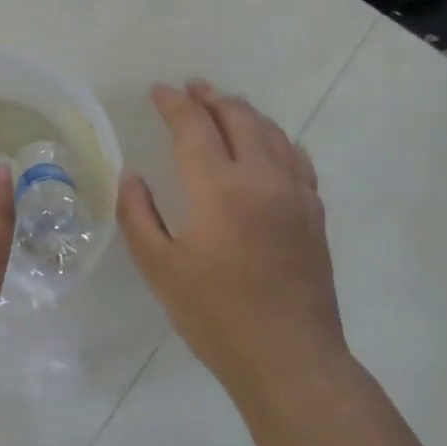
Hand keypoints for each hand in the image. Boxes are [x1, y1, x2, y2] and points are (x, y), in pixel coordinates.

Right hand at [118, 81, 346, 399]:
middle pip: (237, 117)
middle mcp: (260, 177)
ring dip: (243, 110)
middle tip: (191, 87)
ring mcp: (293, 192)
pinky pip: (296, 156)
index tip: (158, 90)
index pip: (193, 126)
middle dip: (211, 97)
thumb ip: (138, 215)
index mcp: (217, 188)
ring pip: (270, 131)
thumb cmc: (215, 315)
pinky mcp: (313, 211)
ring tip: (224, 103)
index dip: (173, 104)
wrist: (289, 358)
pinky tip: (269, 142)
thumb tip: (132, 176)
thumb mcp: (159, 268)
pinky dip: (276, 137)